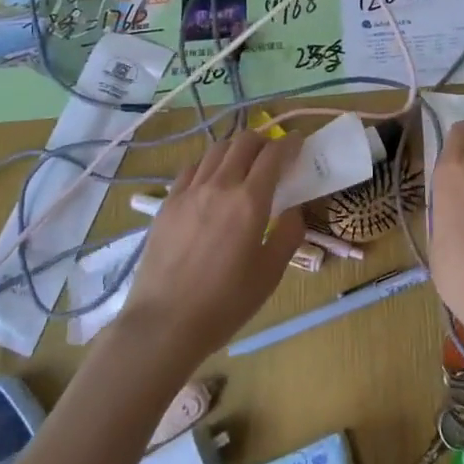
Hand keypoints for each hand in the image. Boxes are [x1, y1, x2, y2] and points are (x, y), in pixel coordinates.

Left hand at [118, 131, 305, 365]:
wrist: (165, 323)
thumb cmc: (225, 303)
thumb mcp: (270, 273)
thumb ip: (289, 234)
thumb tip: (294, 209)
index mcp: (250, 201)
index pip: (274, 154)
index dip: (290, 143)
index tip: (299, 142)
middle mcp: (220, 185)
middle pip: (244, 141)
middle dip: (264, 140)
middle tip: (273, 155)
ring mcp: (189, 191)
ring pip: (216, 149)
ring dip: (236, 149)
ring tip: (244, 165)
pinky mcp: (167, 203)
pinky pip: (192, 169)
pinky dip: (209, 165)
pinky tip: (211, 183)